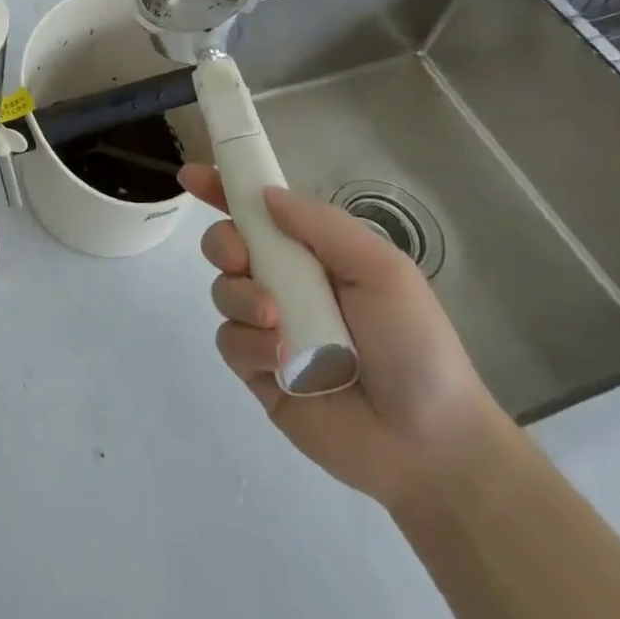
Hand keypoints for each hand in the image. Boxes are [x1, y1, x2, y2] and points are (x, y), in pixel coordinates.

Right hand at [183, 165, 512, 512]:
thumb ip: (322, 225)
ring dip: (241, 297)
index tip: (191, 175)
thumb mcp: (382, 269)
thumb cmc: (414, 344)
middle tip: (241, 258)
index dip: (223, 190)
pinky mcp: (257, 370)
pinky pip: (229, 341)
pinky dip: (249, 343)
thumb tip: (264, 195)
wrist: (428, 443)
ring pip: (223, 291)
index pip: (259, 213)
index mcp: (314, 255)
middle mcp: (285, 284)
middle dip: (223, 242)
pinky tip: (281, 359)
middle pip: (227, 245)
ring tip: (276, 321)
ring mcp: (268, 328)